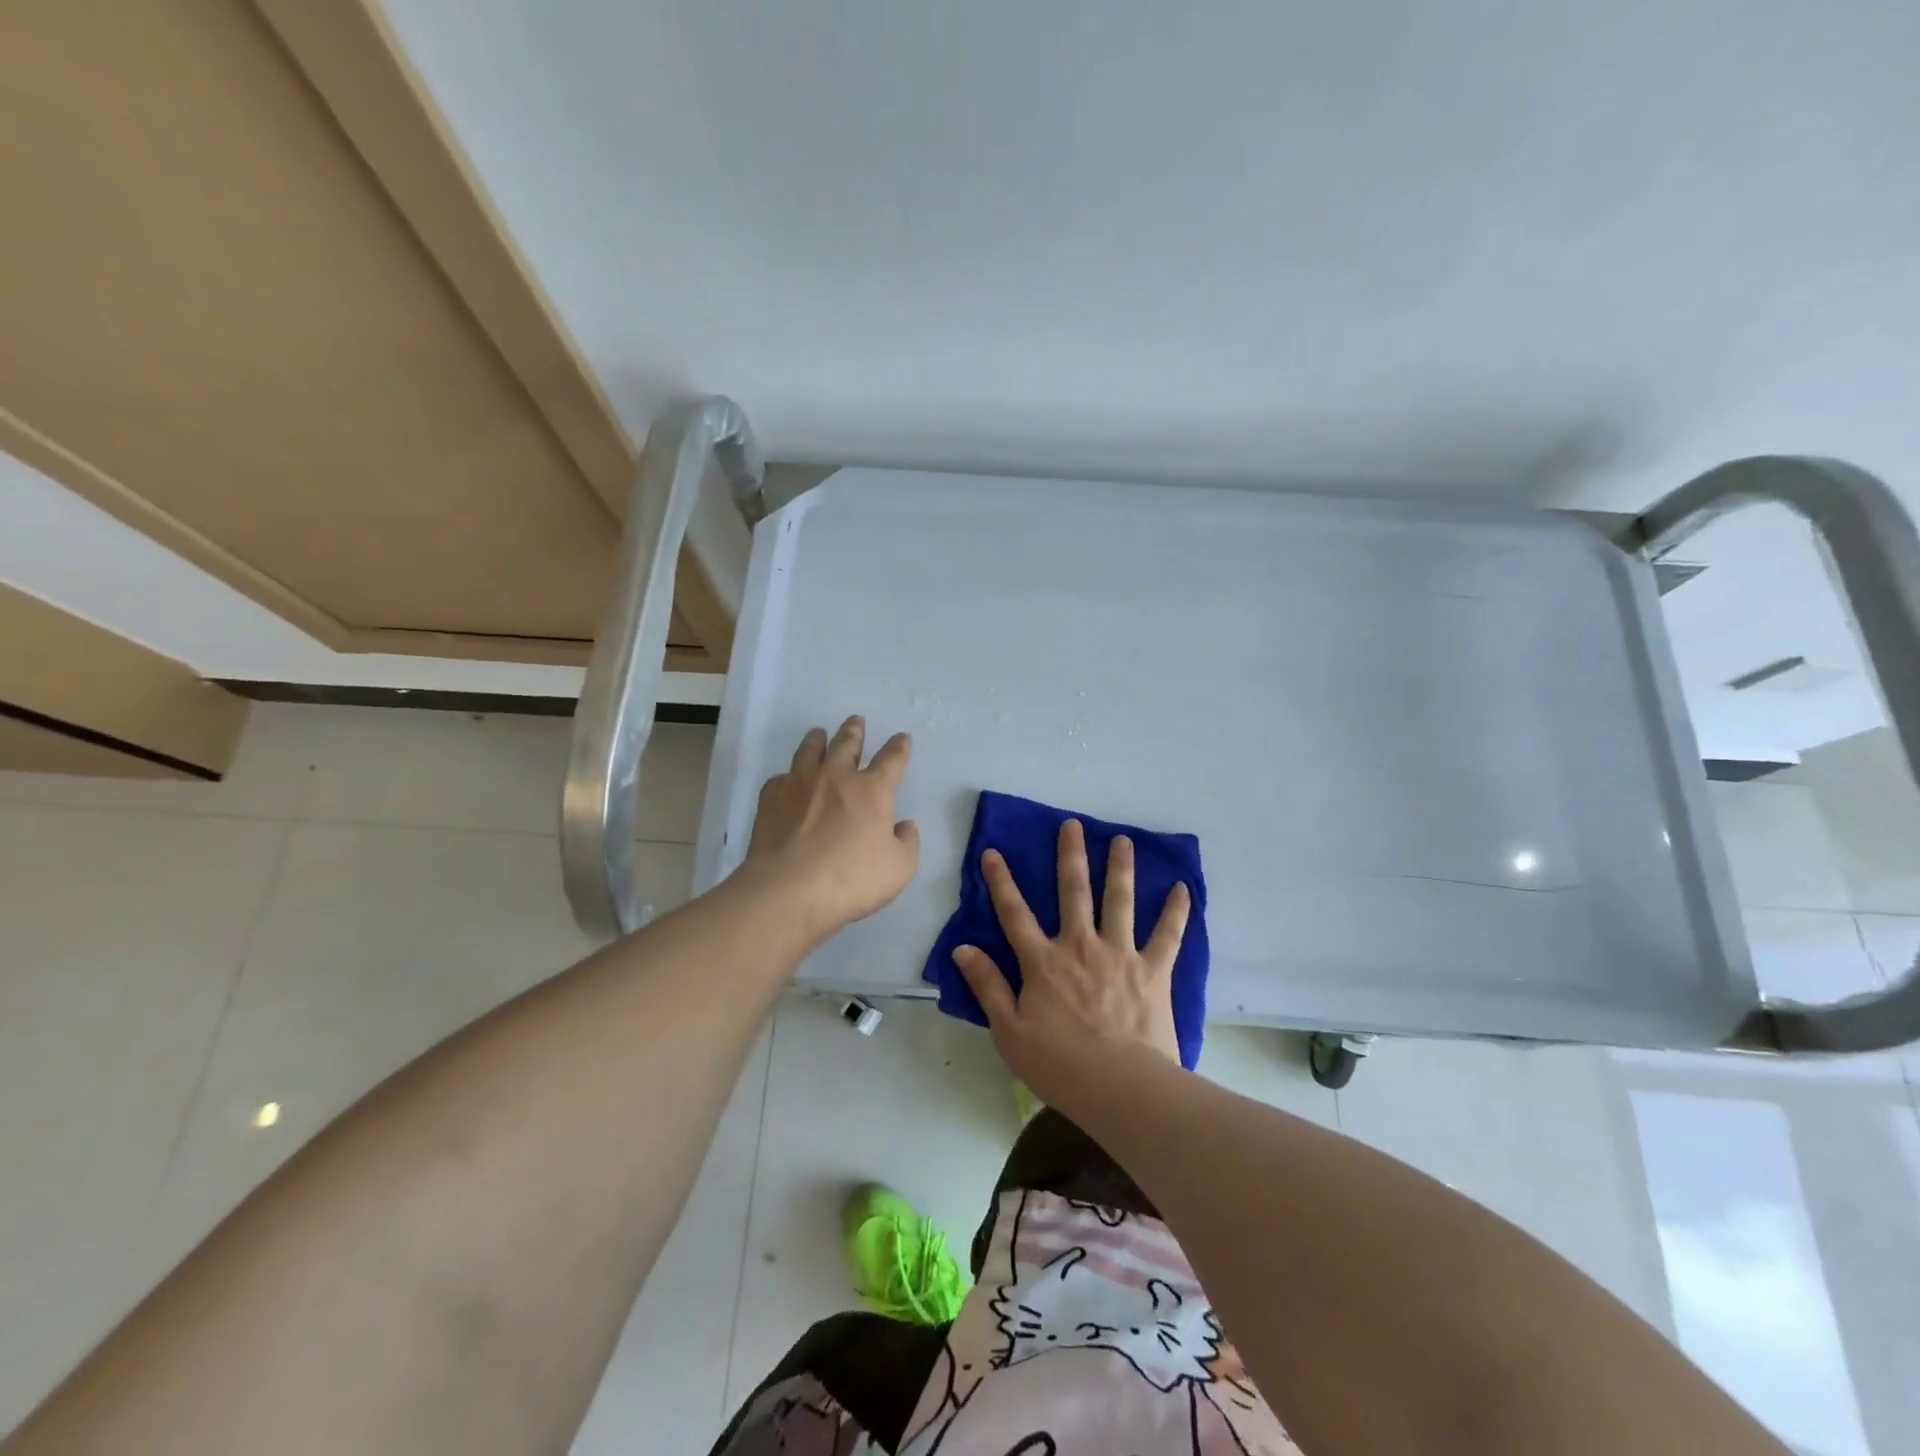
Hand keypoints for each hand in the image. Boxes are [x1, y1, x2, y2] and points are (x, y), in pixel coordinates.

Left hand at [744, 716, 919, 937]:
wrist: (789, 890)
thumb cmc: (852, 879)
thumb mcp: (899, 869)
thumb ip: (908, 843)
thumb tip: (905, 826)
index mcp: (872, 790)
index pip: (892, 759)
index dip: (899, 747)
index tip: (902, 738)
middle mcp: (836, 777)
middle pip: (847, 744)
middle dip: (854, 731)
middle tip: (856, 721)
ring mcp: (800, 784)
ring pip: (810, 751)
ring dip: (817, 740)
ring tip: (819, 733)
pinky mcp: (771, 798)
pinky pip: (781, 778)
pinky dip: (788, 776)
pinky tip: (787, 781)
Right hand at [953, 819, 1190, 1102]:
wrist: (1121, 1087)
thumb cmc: (1059, 1065)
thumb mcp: (1009, 1031)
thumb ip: (986, 986)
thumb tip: (962, 949)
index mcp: (1043, 961)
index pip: (1014, 913)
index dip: (1001, 882)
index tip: (993, 852)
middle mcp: (1081, 946)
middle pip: (1074, 892)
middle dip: (1070, 856)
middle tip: (1072, 825)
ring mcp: (1120, 954)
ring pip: (1120, 901)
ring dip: (1120, 868)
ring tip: (1123, 840)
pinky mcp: (1154, 970)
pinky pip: (1168, 935)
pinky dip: (1176, 911)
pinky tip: (1182, 888)